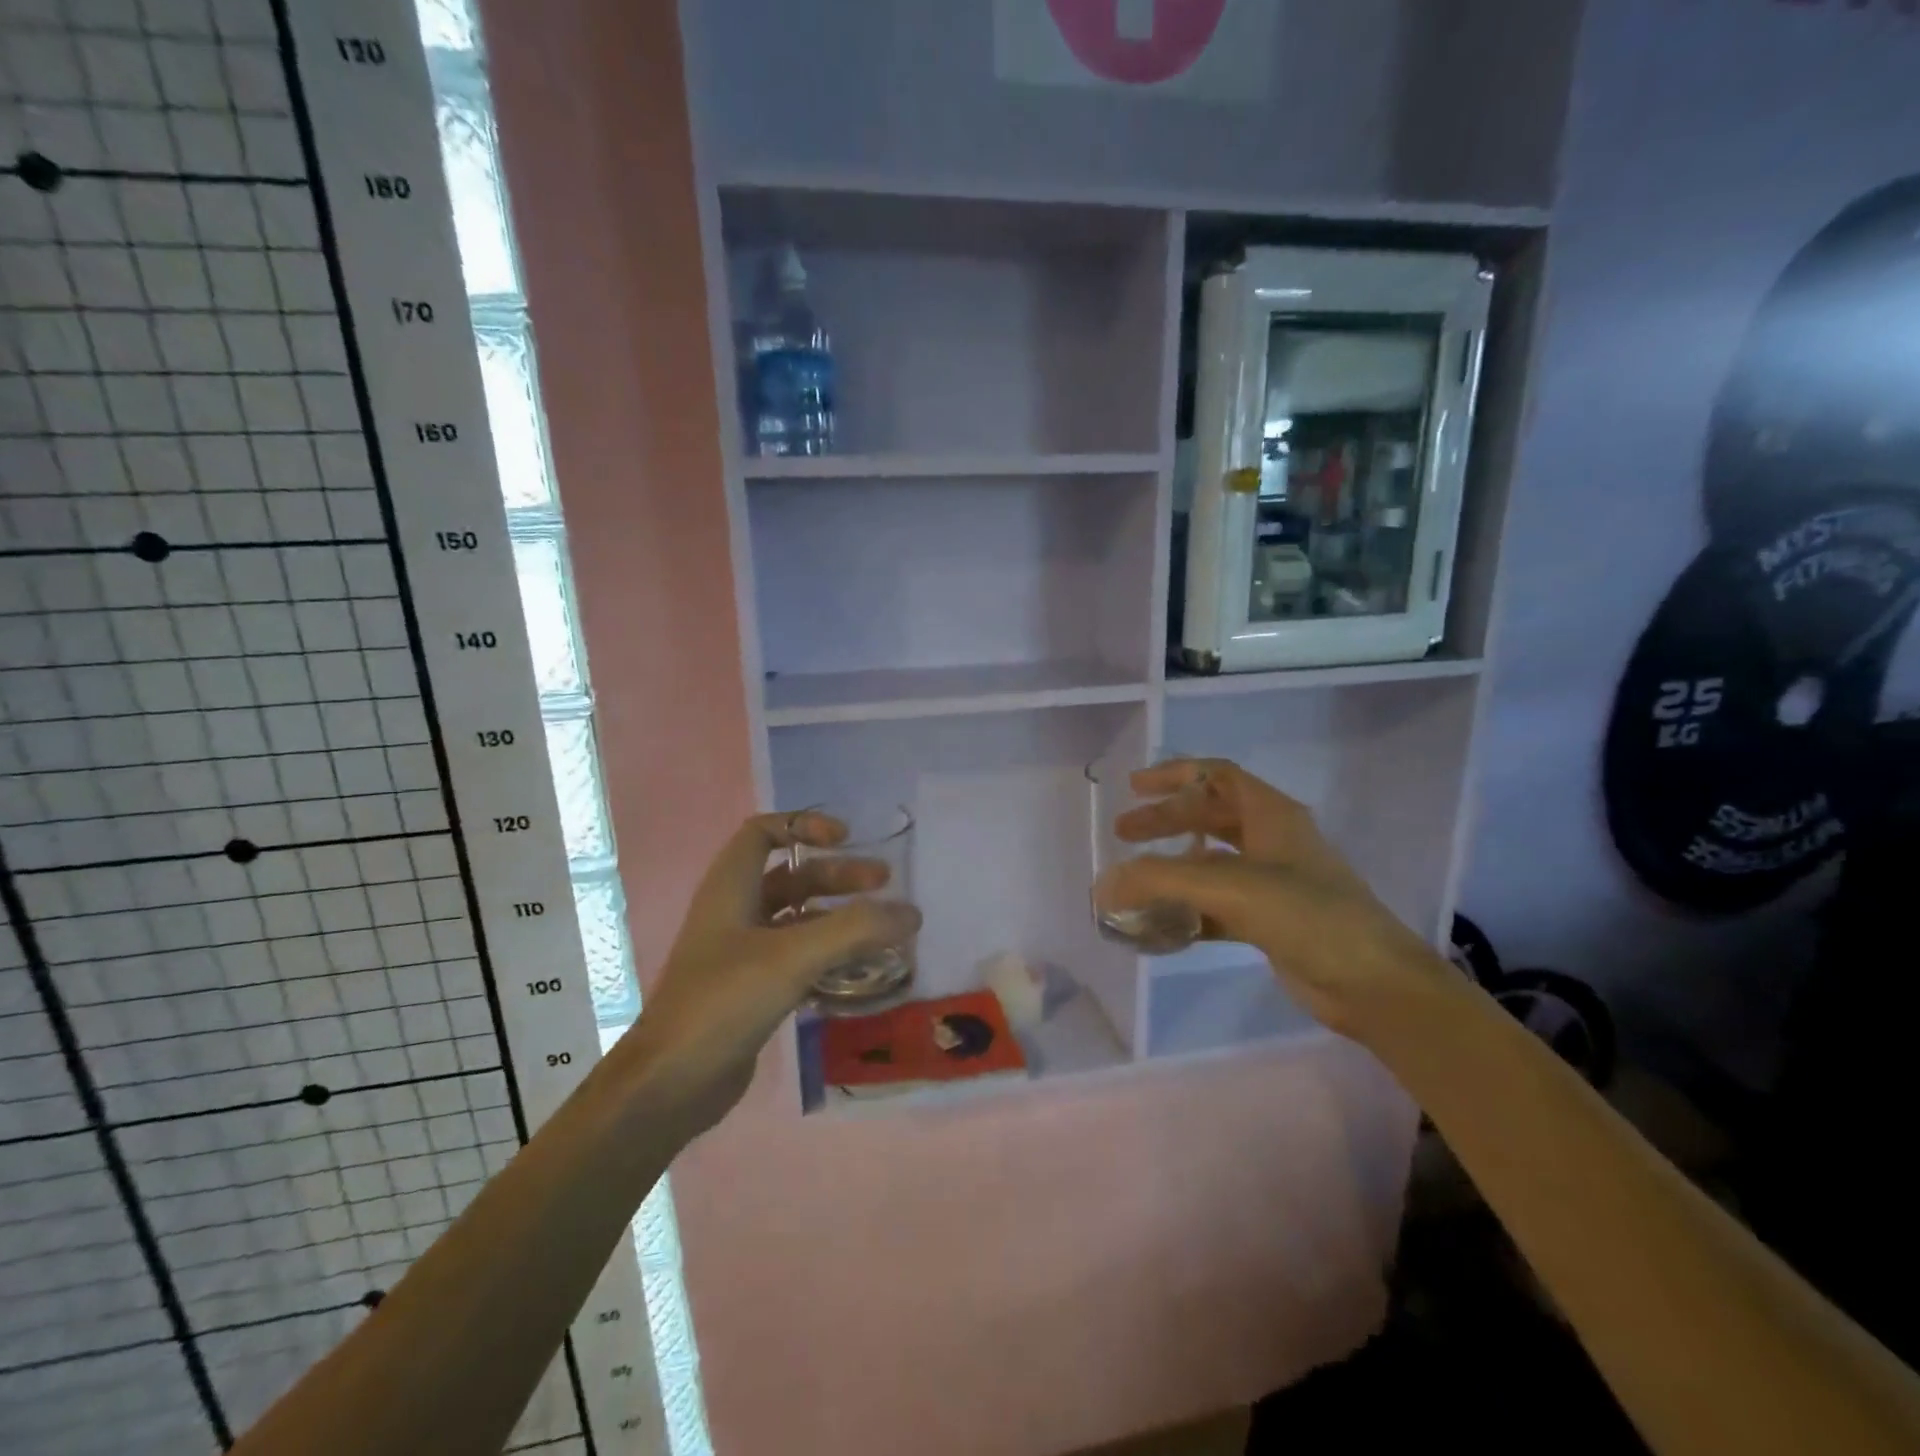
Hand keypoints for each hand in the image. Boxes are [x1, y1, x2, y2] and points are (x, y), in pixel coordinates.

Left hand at [612, 810, 920, 1132]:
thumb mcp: (792, 956)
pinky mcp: (751, 990)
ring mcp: (741, 954)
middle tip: (884, 884)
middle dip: (837, 876)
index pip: (763, 832)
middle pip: (791, 876)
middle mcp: (734, 913)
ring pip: (797, 919)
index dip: (804, 825)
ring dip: (838, 917)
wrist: (669, 1084)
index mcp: (730, 888)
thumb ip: (854, 930)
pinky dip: (828, 955)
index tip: (845, 839)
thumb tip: (911, 912)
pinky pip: (797, 957)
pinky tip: (860, 970)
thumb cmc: (724, 1002)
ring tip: (883, 929)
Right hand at [1095, 759, 1444, 1038]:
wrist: (1373, 985)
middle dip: (1164, 821)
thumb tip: (1104, 885)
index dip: (1174, 775)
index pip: (1216, 776)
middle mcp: (1272, 841)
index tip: (1134, 787)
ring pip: (1210, 862)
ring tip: (1134, 881)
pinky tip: (1159, 925)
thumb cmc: (1308, 916)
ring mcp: (1272, 882)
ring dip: (1172, 868)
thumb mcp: (1231, 888)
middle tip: (1122, 835)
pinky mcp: (1269, 921)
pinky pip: (1216, 905)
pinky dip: (1187, 910)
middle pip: (1208, 816)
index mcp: (1271, 815)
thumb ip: (1162, 881)